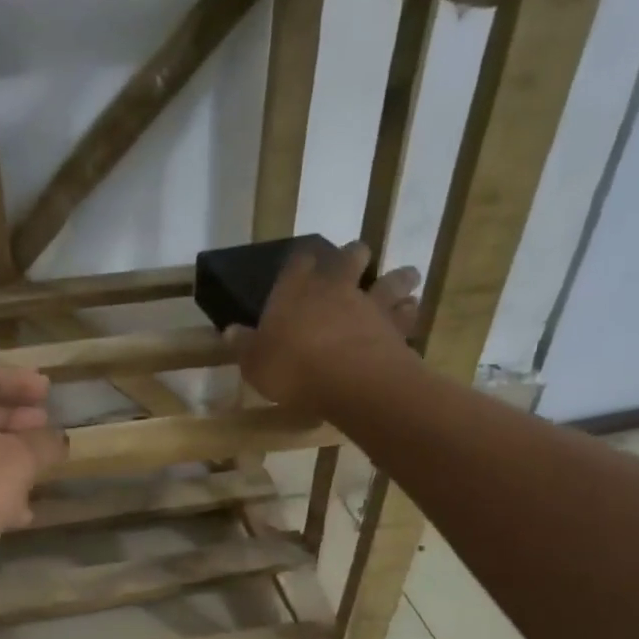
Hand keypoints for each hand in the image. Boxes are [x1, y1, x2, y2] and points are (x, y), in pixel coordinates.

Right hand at [229, 240, 423, 414]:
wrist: (350, 381)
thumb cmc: (293, 369)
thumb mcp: (255, 363)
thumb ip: (244, 345)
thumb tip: (229, 331)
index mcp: (296, 290)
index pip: (298, 262)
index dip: (300, 262)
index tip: (302, 264)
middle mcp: (335, 287)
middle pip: (350, 257)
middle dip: (352, 256)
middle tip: (354, 260)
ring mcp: (370, 303)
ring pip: (390, 279)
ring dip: (396, 277)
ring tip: (402, 280)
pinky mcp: (395, 326)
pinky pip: (407, 312)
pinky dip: (409, 311)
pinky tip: (409, 314)